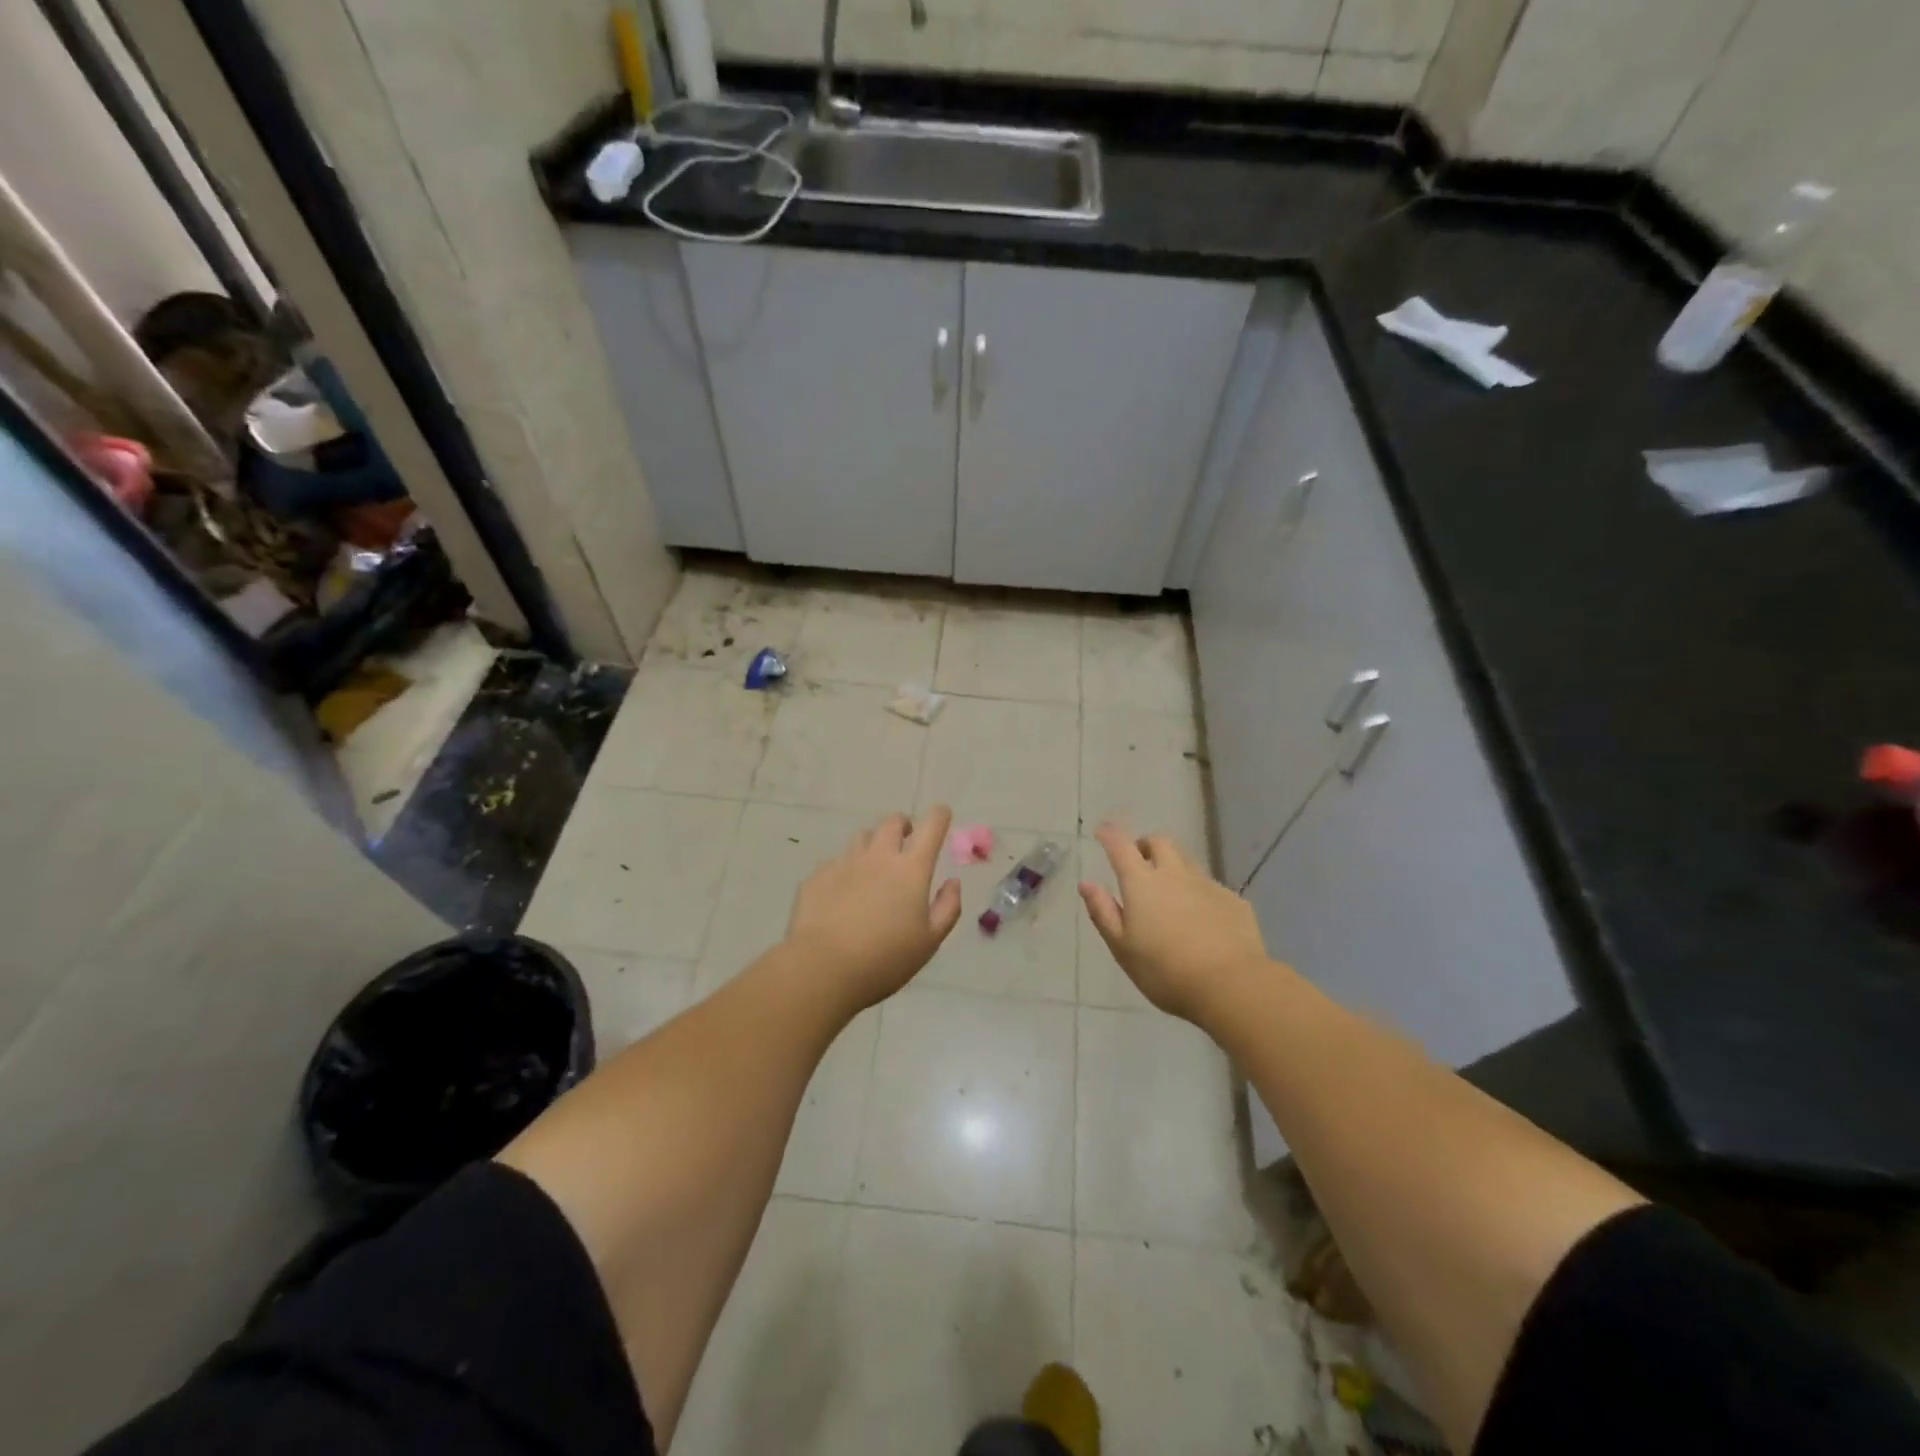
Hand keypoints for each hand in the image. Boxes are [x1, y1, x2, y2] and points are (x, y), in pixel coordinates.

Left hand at [784, 805, 963, 1011]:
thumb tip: (952, 882)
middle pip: (892, 822)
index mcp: (911, 869)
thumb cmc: (885, 958)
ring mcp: (845, 862)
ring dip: (874, 844)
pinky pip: (836, 861)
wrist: (822, 967)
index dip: (939, 816)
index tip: (942, 816)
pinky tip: (843, 893)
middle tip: (906, 842)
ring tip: (874, 866)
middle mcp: (878, 856)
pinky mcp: (818, 875)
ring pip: (863, 837)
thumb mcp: (930, 941)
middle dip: (903, 825)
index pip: (931, 826)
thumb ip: (947, 907)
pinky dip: (846, 869)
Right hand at [1079, 822, 1269, 1024]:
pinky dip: (1198, 892)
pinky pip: (1210, 886)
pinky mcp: (1233, 901)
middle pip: (1159, 842)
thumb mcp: (1122, 948)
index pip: (1121, 847)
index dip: (1109, 835)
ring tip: (1168, 890)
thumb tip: (1086, 883)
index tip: (1102, 832)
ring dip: (1173, 865)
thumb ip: (1103, 912)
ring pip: (1187, 861)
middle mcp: (1175, 874)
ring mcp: (1207, 884)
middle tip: (1138, 862)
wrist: (1232, 985)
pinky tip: (1200, 918)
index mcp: (1142, 883)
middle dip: (1145, 845)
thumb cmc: (1165, 971)